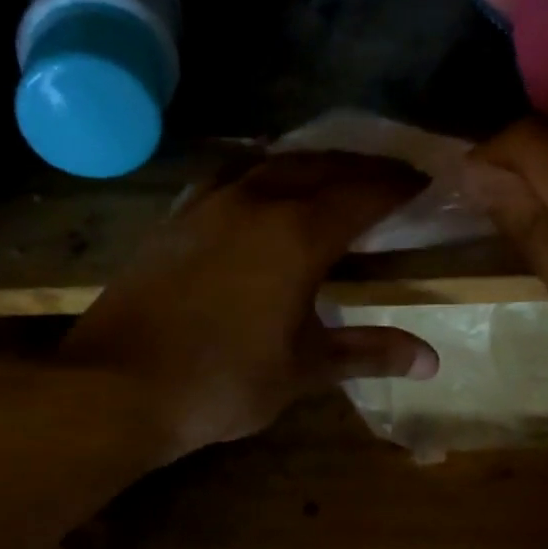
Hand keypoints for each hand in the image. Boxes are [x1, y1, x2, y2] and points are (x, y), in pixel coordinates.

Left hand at [63, 151, 438, 460]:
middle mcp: (256, 201)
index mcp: (297, 234)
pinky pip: (230, 174)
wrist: (116, 386)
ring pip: (272, 162)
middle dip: (362, 168)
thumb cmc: (223, 380)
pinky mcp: (177, 217)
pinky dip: (261, 170)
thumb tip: (430, 361)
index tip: (424, 183)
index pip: (362, 195)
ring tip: (334, 173)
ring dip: (312, 162)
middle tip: (391, 176)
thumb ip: (368, 352)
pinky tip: (261, 185)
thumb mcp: (304, 368)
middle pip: (321, 167)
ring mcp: (210, 203)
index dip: (398, 187)